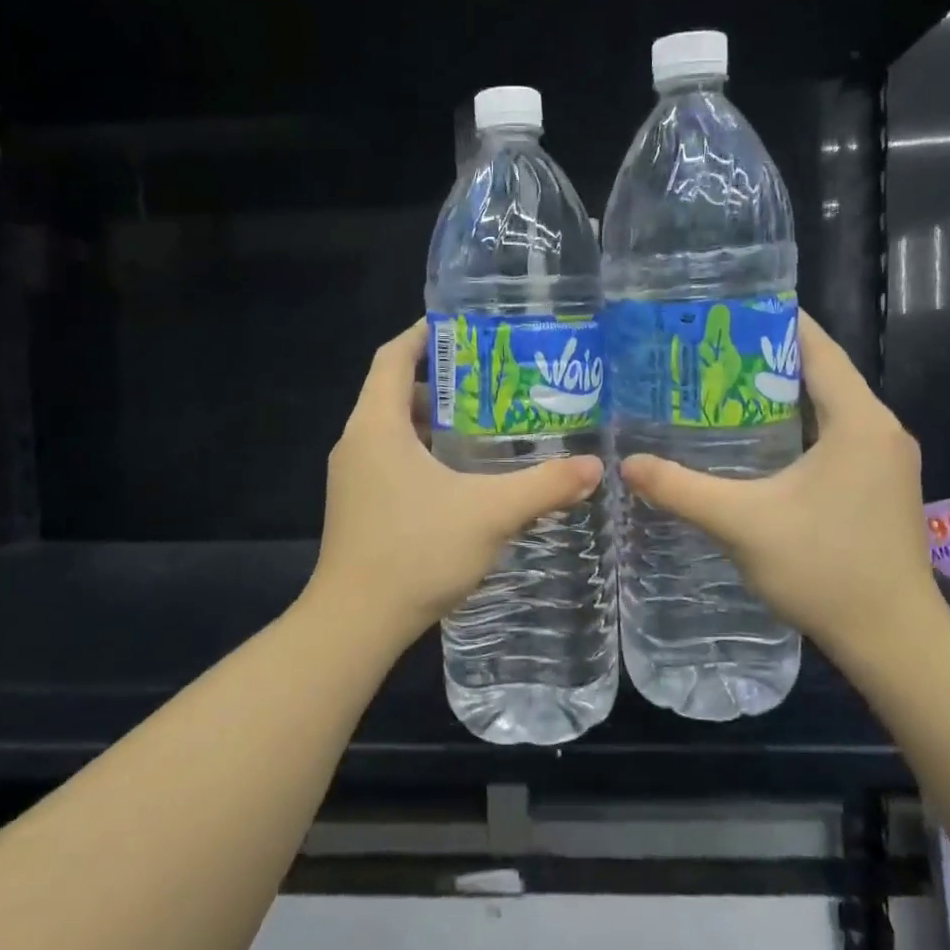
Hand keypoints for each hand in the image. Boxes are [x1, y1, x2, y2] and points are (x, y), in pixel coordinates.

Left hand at [307, 320, 603, 645]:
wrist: (355, 624)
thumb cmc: (415, 552)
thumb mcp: (490, 513)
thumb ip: (544, 486)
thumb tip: (595, 468)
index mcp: (377, 425)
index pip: (394, 356)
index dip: (425, 333)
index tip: (465, 325)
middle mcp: (358, 442)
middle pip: (396, 390)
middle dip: (443, 380)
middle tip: (495, 379)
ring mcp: (354, 477)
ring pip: (395, 429)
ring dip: (436, 421)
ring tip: (489, 424)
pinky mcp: (359, 506)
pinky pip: (392, 460)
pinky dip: (426, 453)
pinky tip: (465, 476)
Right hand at [620, 311, 939, 662]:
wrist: (894, 640)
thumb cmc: (825, 569)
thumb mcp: (743, 524)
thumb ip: (682, 489)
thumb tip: (627, 464)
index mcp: (858, 421)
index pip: (817, 348)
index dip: (775, 322)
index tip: (728, 309)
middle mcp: (880, 429)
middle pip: (822, 374)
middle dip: (767, 359)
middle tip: (709, 351)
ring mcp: (885, 460)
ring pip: (829, 408)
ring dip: (781, 396)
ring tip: (722, 388)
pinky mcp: (880, 486)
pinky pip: (836, 436)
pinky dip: (797, 427)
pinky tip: (756, 442)